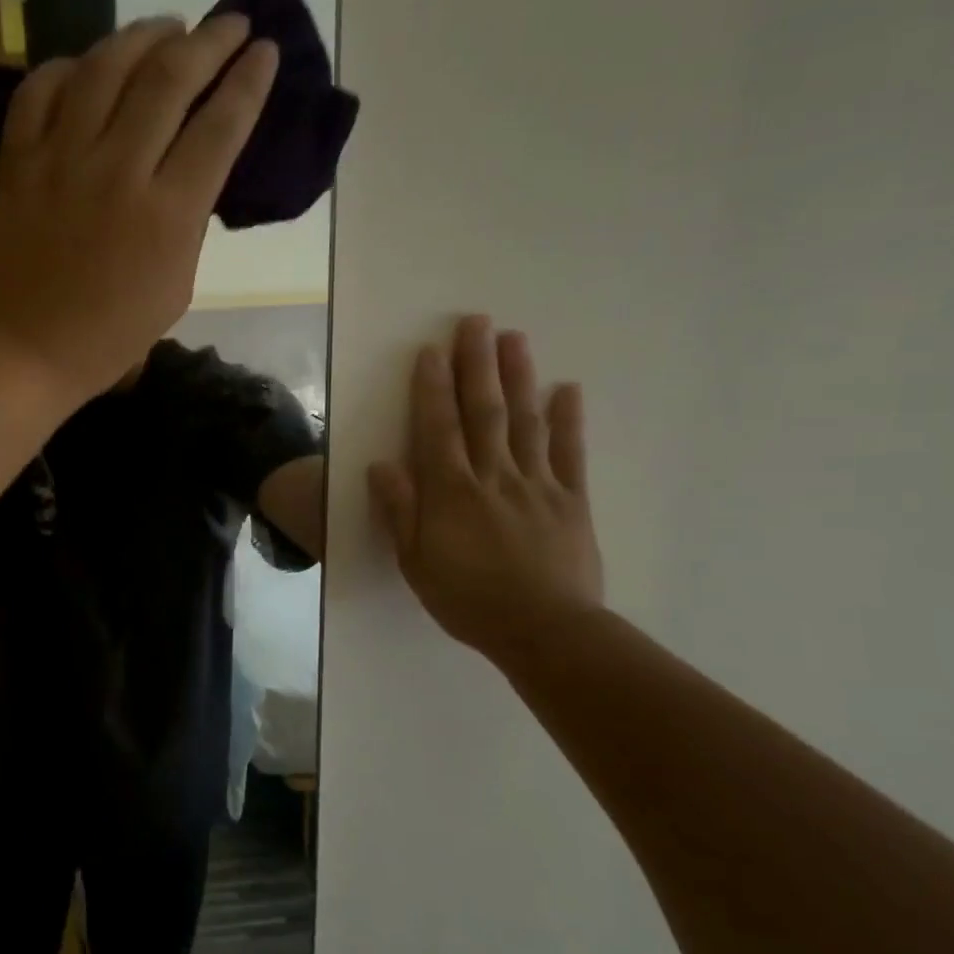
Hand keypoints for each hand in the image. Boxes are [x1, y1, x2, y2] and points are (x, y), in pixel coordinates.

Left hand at [0, 14, 278, 400]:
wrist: (30, 350)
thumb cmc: (112, 335)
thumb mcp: (176, 285)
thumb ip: (188, 219)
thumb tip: (190, 165)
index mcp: (168, 214)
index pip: (220, 126)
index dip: (249, 81)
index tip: (265, 52)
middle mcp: (119, 172)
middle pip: (170, 79)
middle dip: (210, 41)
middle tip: (230, 24)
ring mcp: (62, 161)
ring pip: (105, 68)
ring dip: (143, 35)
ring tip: (167, 26)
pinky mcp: (17, 163)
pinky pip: (40, 91)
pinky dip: (68, 68)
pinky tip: (88, 65)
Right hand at [368, 315, 604, 661]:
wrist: (544, 631)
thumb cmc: (469, 600)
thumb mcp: (416, 563)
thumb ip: (401, 512)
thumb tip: (382, 465)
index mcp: (451, 492)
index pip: (439, 428)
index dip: (433, 388)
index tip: (431, 351)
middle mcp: (493, 476)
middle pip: (483, 412)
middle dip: (477, 365)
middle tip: (476, 322)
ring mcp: (536, 485)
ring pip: (525, 422)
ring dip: (518, 377)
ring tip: (514, 338)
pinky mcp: (571, 500)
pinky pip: (569, 453)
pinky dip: (568, 420)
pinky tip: (566, 389)